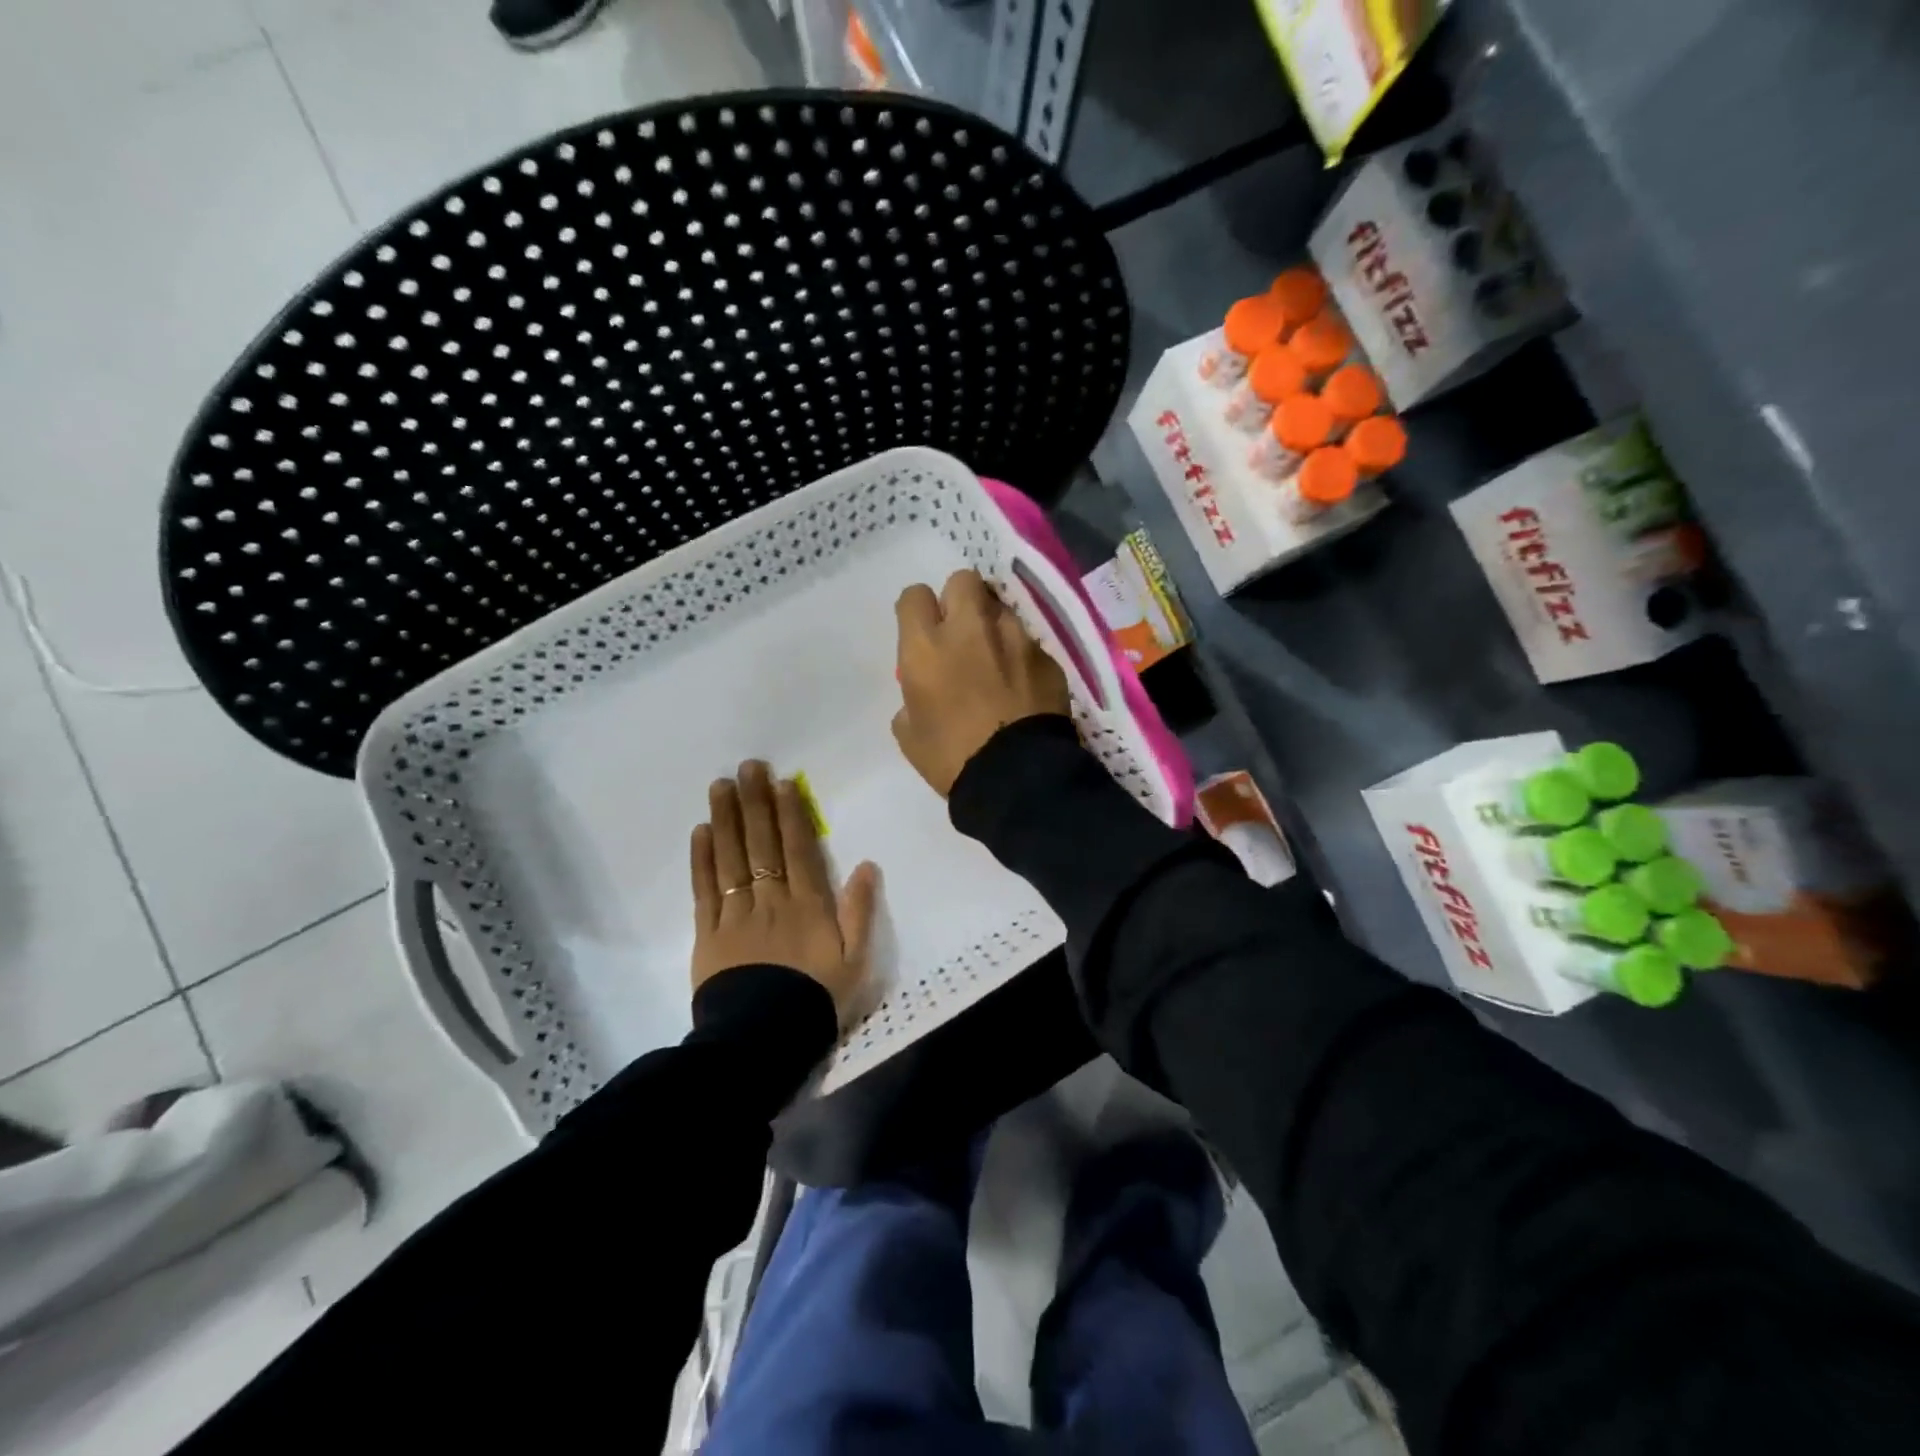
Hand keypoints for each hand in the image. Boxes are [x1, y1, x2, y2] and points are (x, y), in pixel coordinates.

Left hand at [690, 760, 879, 1024]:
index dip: (790, 813)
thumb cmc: (816, 999)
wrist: (764, 1040)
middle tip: (747, 766)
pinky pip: (705, 889)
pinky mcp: (709, 933)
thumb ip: (861, 911)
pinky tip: (700, 832)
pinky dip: (702, 859)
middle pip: (762, 843)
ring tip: (720, 786)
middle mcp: (771, 899)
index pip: (798, 848)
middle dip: (756, 802)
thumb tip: (867, 865)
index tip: (782, 782)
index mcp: (808, 904)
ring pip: (731, 857)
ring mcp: (736, 914)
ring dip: (726, 819)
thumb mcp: (856, 961)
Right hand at [892, 569, 1071, 796]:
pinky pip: (1029, 642)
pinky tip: (1023, 685)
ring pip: (1001, 608)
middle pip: (963, 580)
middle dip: (959, 599)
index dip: (918, 611)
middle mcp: (970, 629)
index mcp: (926, 647)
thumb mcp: (910, 734)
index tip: (923, 630)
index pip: (914, 596)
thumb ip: (911, 699)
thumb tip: (923, 694)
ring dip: (993, 626)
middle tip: (961, 632)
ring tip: (997, 659)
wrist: (1016, 778)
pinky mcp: (1047, 657)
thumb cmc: (952, 759)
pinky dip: (1022, 656)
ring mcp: (1015, 639)